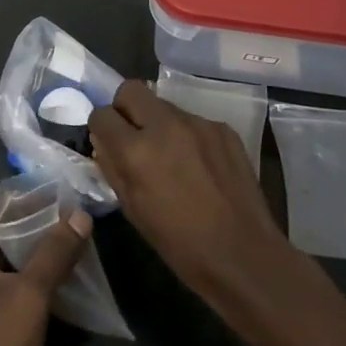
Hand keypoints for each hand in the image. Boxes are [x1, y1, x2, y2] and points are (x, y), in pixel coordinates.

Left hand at [0, 197, 90, 345]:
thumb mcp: (32, 295)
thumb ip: (55, 252)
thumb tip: (79, 216)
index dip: (22, 201)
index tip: (55, 196)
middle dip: (26, 227)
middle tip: (64, 220)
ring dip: (22, 255)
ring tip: (60, 247)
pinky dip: (13, 280)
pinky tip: (44, 284)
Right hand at [89, 81, 301, 322]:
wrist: (244, 256)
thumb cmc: (180, 243)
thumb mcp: (133, 210)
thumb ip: (113, 168)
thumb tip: (104, 144)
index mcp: (137, 150)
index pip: (102, 114)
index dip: (101, 128)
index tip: (108, 143)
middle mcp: (165, 125)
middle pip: (131, 90)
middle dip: (126, 109)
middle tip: (134, 138)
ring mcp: (198, 123)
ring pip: (164, 106)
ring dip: (158, 124)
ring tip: (171, 157)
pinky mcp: (223, 129)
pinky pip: (193, 122)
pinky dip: (187, 136)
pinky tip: (199, 166)